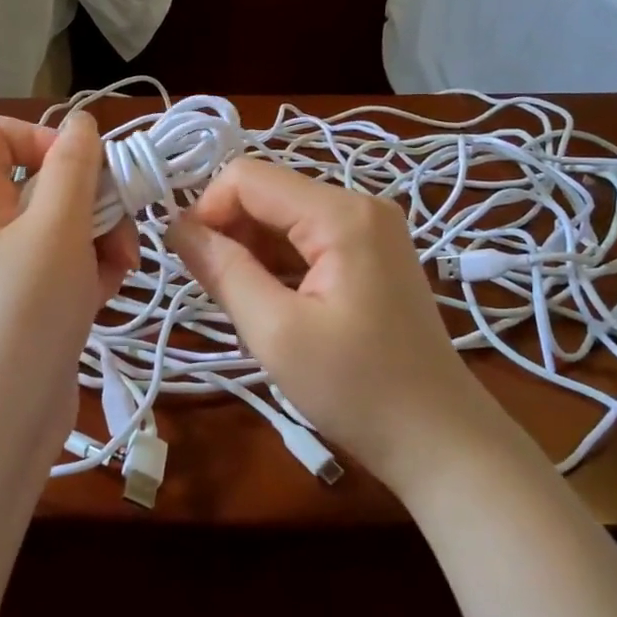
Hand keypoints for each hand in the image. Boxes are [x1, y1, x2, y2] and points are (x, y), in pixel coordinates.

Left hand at [0, 112, 136, 459]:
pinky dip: (87, 269)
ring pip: (58, 224)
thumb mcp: (56, 227)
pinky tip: (108, 291)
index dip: (47, 139)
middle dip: (91, 199)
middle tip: (120, 228)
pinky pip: (58, 263)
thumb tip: (80, 121)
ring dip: (99, 237)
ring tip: (120, 269)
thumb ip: (74, 166)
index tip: (86, 170)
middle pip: (39, 180)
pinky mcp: (20, 300)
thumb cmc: (23, 310)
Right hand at [167, 157, 501, 493]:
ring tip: (250, 306)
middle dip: (232, 233)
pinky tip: (276, 305)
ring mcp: (372, 229)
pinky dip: (280, 264)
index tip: (193, 264)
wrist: (438, 438)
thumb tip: (177, 228)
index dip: (208, 211)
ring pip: (285, 217)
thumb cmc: (356, 389)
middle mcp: (360, 205)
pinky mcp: (374, 254)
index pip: (247, 177)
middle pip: (269, 194)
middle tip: (219, 294)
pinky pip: (309, 239)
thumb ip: (223, 271)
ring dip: (254, 252)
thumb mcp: (276, 332)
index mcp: (341, 213)